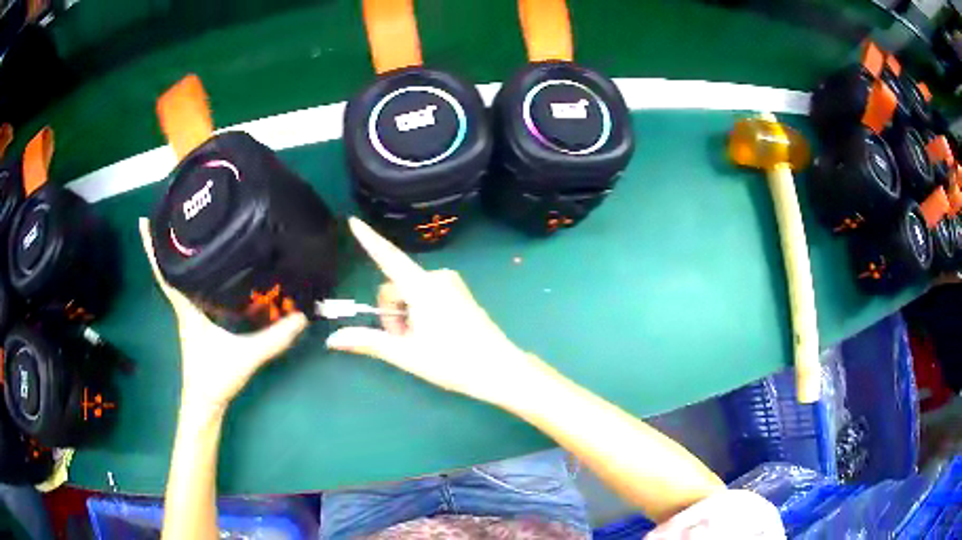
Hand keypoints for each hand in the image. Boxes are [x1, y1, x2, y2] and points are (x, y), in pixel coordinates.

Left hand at [138, 218, 307, 413]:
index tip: (143, 220)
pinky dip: (190, 274)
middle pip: (169, 267)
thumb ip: (273, 339)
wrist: (205, 404)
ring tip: (186, 230)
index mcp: (186, 309)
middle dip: (165, 241)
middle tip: (171, 212)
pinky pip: (190, 290)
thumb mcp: (245, 357)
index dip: (152, 247)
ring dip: (177, 256)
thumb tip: (302, 316)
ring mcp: (189, 315)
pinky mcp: (197, 323)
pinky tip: (205, 267)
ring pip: (179, 278)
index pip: (165, 273)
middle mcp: (184, 306)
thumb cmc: (214, 379)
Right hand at [326, 217, 545, 407]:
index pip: (388, 257)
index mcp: (423, 287)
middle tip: (405, 342)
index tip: (353, 220)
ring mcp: (451, 283)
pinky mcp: (459, 292)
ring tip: (422, 341)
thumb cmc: (453, 362)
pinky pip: (426, 293)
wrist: (499, 369)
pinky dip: (419, 311)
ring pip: (410, 292)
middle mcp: (437, 277)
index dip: (368, 239)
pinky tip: (434, 333)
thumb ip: (369, 342)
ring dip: (405, 315)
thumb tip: (333, 339)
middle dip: (391, 313)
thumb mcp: (406, 354)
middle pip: (395, 286)